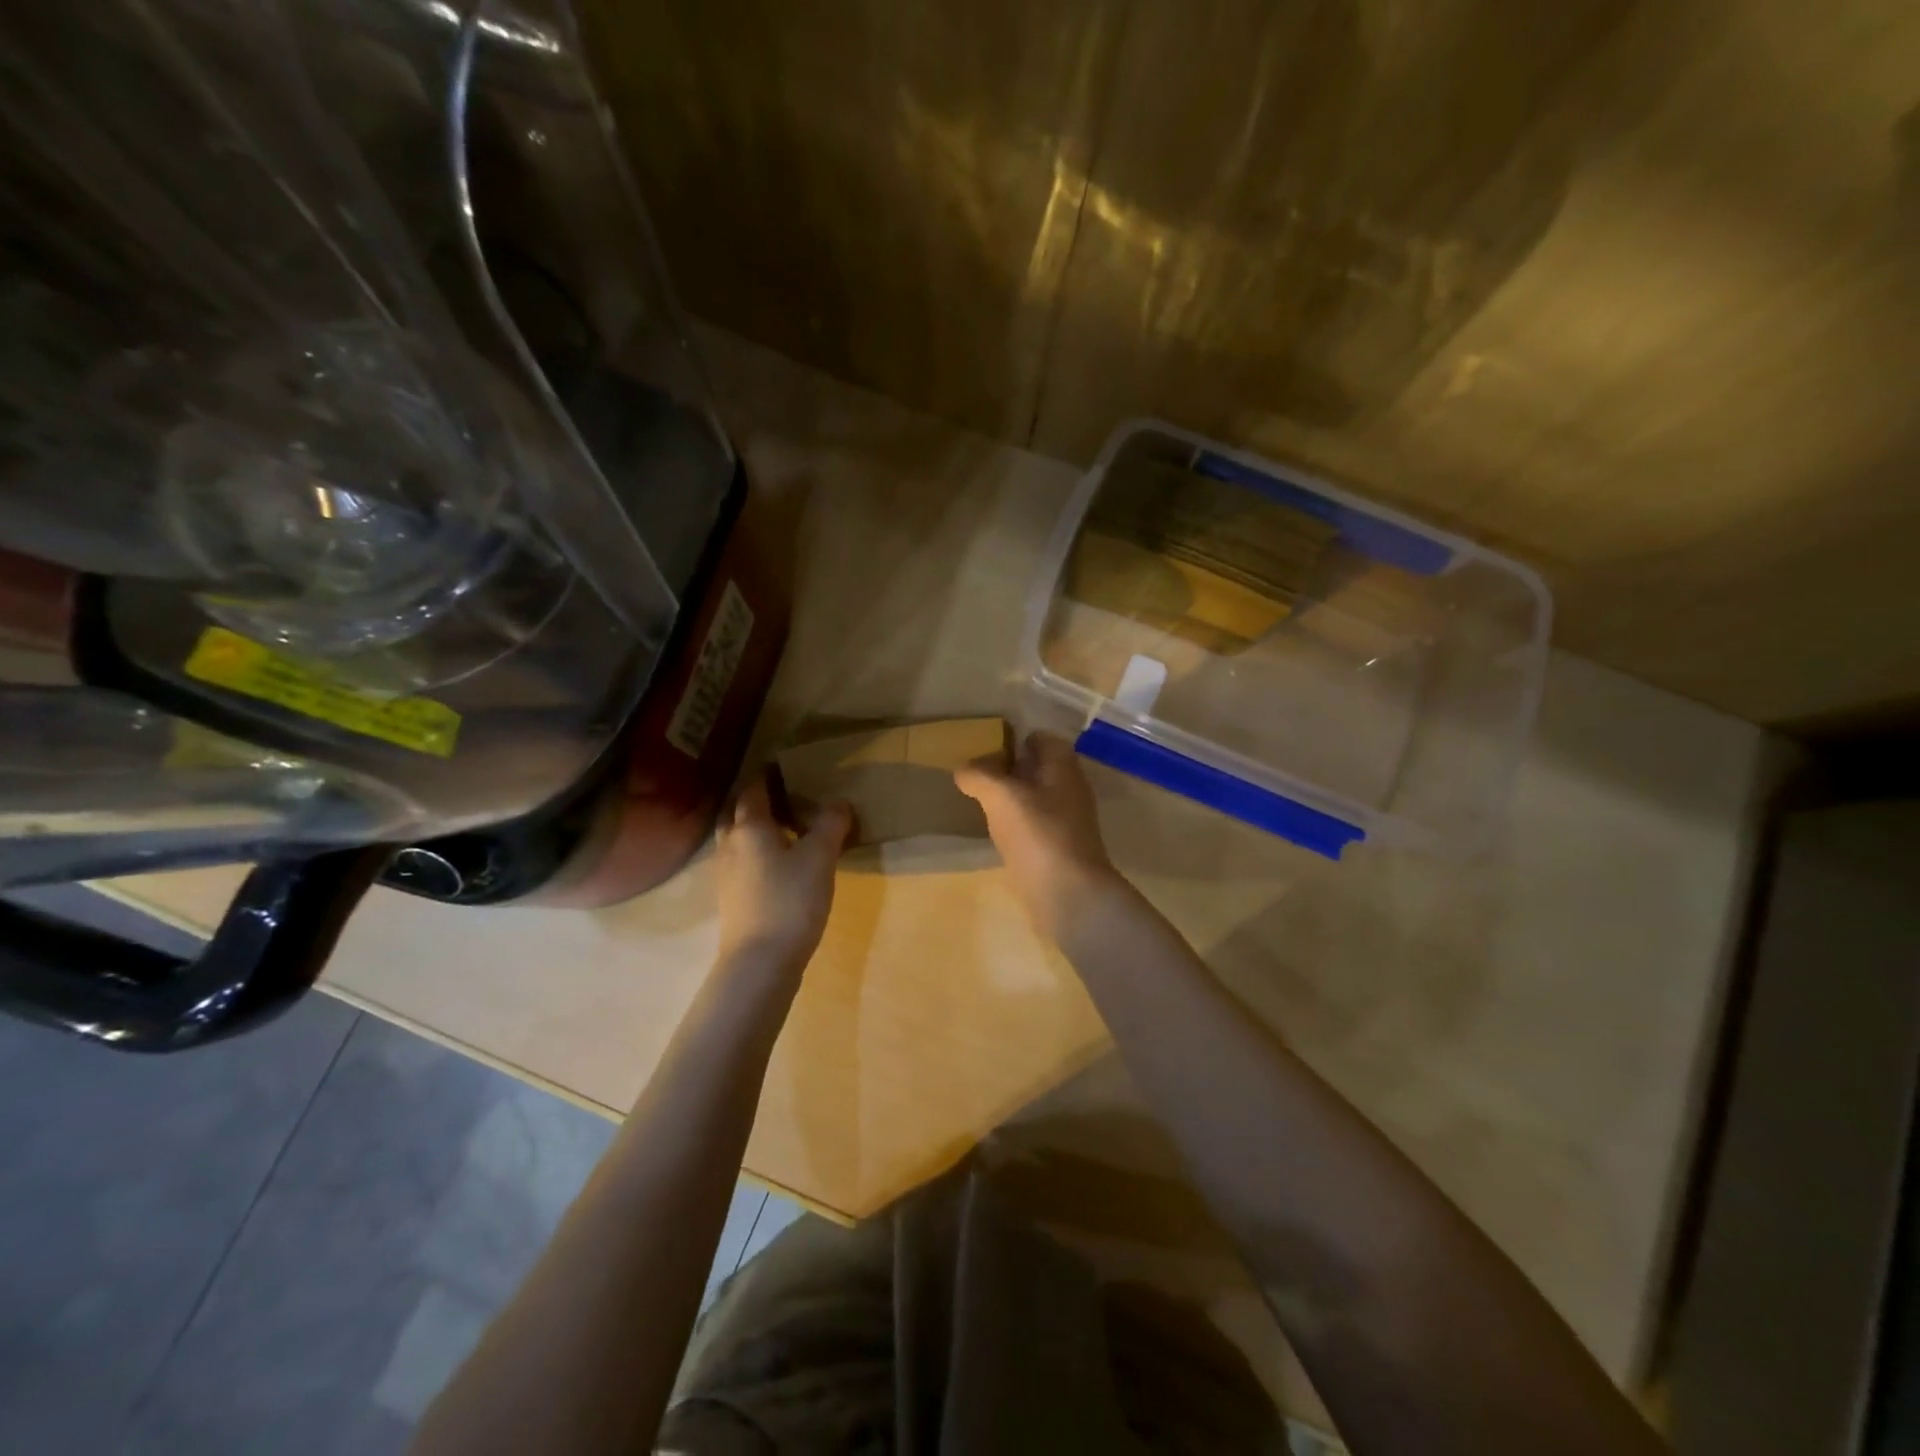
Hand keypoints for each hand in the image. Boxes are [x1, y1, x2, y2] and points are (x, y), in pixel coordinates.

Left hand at [714, 772, 852, 976]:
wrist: (760, 961)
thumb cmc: (790, 900)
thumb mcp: (820, 857)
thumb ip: (830, 825)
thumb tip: (839, 802)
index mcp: (749, 827)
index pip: (753, 790)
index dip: (768, 776)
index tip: (786, 768)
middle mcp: (730, 844)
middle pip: (737, 813)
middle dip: (757, 803)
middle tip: (786, 799)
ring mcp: (726, 874)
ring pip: (737, 839)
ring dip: (756, 830)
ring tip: (787, 831)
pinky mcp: (731, 898)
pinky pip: (741, 862)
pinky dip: (757, 854)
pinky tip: (779, 865)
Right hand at [955, 731, 1122, 937]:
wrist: (1069, 895)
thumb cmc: (1039, 835)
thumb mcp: (1001, 796)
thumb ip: (980, 776)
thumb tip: (964, 769)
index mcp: (1063, 769)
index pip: (1044, 739)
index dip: (1018, 738)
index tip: (988, 745)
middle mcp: (1070, 790)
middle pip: (1040, 769)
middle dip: (1012, 769)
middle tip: (978, 774)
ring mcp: (1067, 822)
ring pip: (1037, 799)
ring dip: (1013, 798)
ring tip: (981, 802)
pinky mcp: (1059, 850)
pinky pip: (1035, 826)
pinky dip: (1017, 825)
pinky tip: (996, 834)